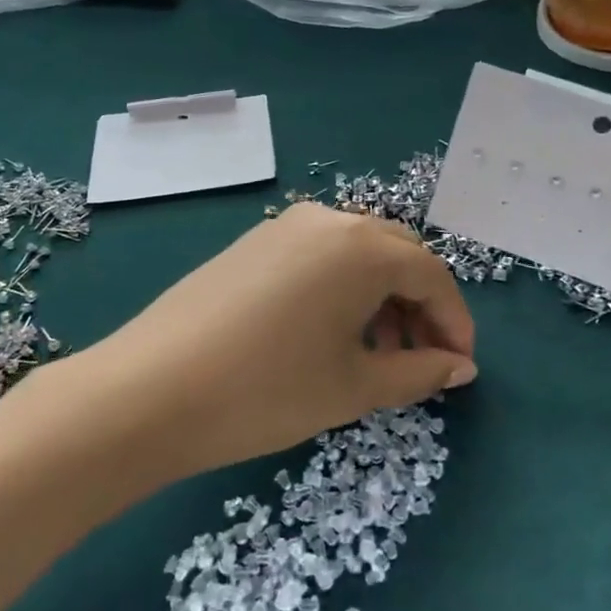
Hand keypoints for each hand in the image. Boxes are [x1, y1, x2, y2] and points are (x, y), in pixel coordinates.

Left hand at [67, 203, 476, 486]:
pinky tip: (328, 332)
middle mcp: (327, 221)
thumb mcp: (354, 387)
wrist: (150, 390)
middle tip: (421, 360)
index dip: (455, 322)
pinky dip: (341, 288)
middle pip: (396, 255)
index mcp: (362, 247)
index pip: (432, 275)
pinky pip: (318, 256)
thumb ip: (419, 373)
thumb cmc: (268, 390)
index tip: (459, 367)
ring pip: (355, 253)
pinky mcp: (252, 243)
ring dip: (380, 296)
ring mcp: (284, 227)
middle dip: (419, 306)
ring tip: (377, 353)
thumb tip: (460, 367)